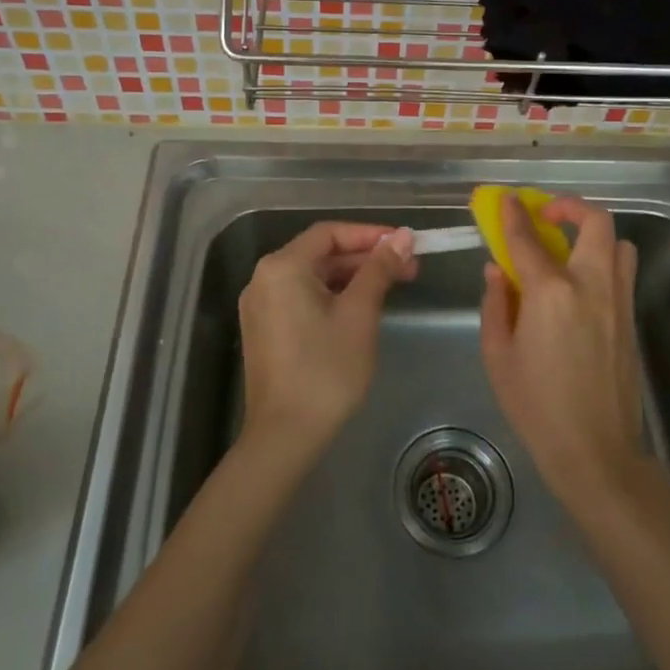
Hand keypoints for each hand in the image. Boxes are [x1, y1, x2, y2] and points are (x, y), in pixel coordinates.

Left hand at [238, 222, 415, 455]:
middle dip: (366, 258)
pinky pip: (302, 297)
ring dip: (352, 278)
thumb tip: (403, 236)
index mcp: (283, 266)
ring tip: (392, 287)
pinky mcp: (265, 329)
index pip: (330, 233)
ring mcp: (261, 305)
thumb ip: (380, 269)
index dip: (370, 234)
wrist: (285, 436)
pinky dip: (333, 296)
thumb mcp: (360, 313)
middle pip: (321, 254)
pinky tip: (362, 307)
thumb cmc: (326, 369)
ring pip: (313, 277)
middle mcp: (264, 278)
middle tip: (408, 268)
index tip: (404, 243)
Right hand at [479, 194, 647, 499]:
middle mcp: (591, 285)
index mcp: (551, 292)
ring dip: (593, 234)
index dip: (513, 215)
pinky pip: (622, 272)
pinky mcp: (631, 318)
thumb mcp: (498, 355)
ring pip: (618, 243)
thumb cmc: (536, 405)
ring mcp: (618, 300)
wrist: (596, 451)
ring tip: (569, 249)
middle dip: (569, 207)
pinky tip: (579, 286)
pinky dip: (603, 261)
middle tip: (547, 216)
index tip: (506, 200)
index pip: (527, 238)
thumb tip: (497, 271)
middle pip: (595, 222)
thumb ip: (496, 304)